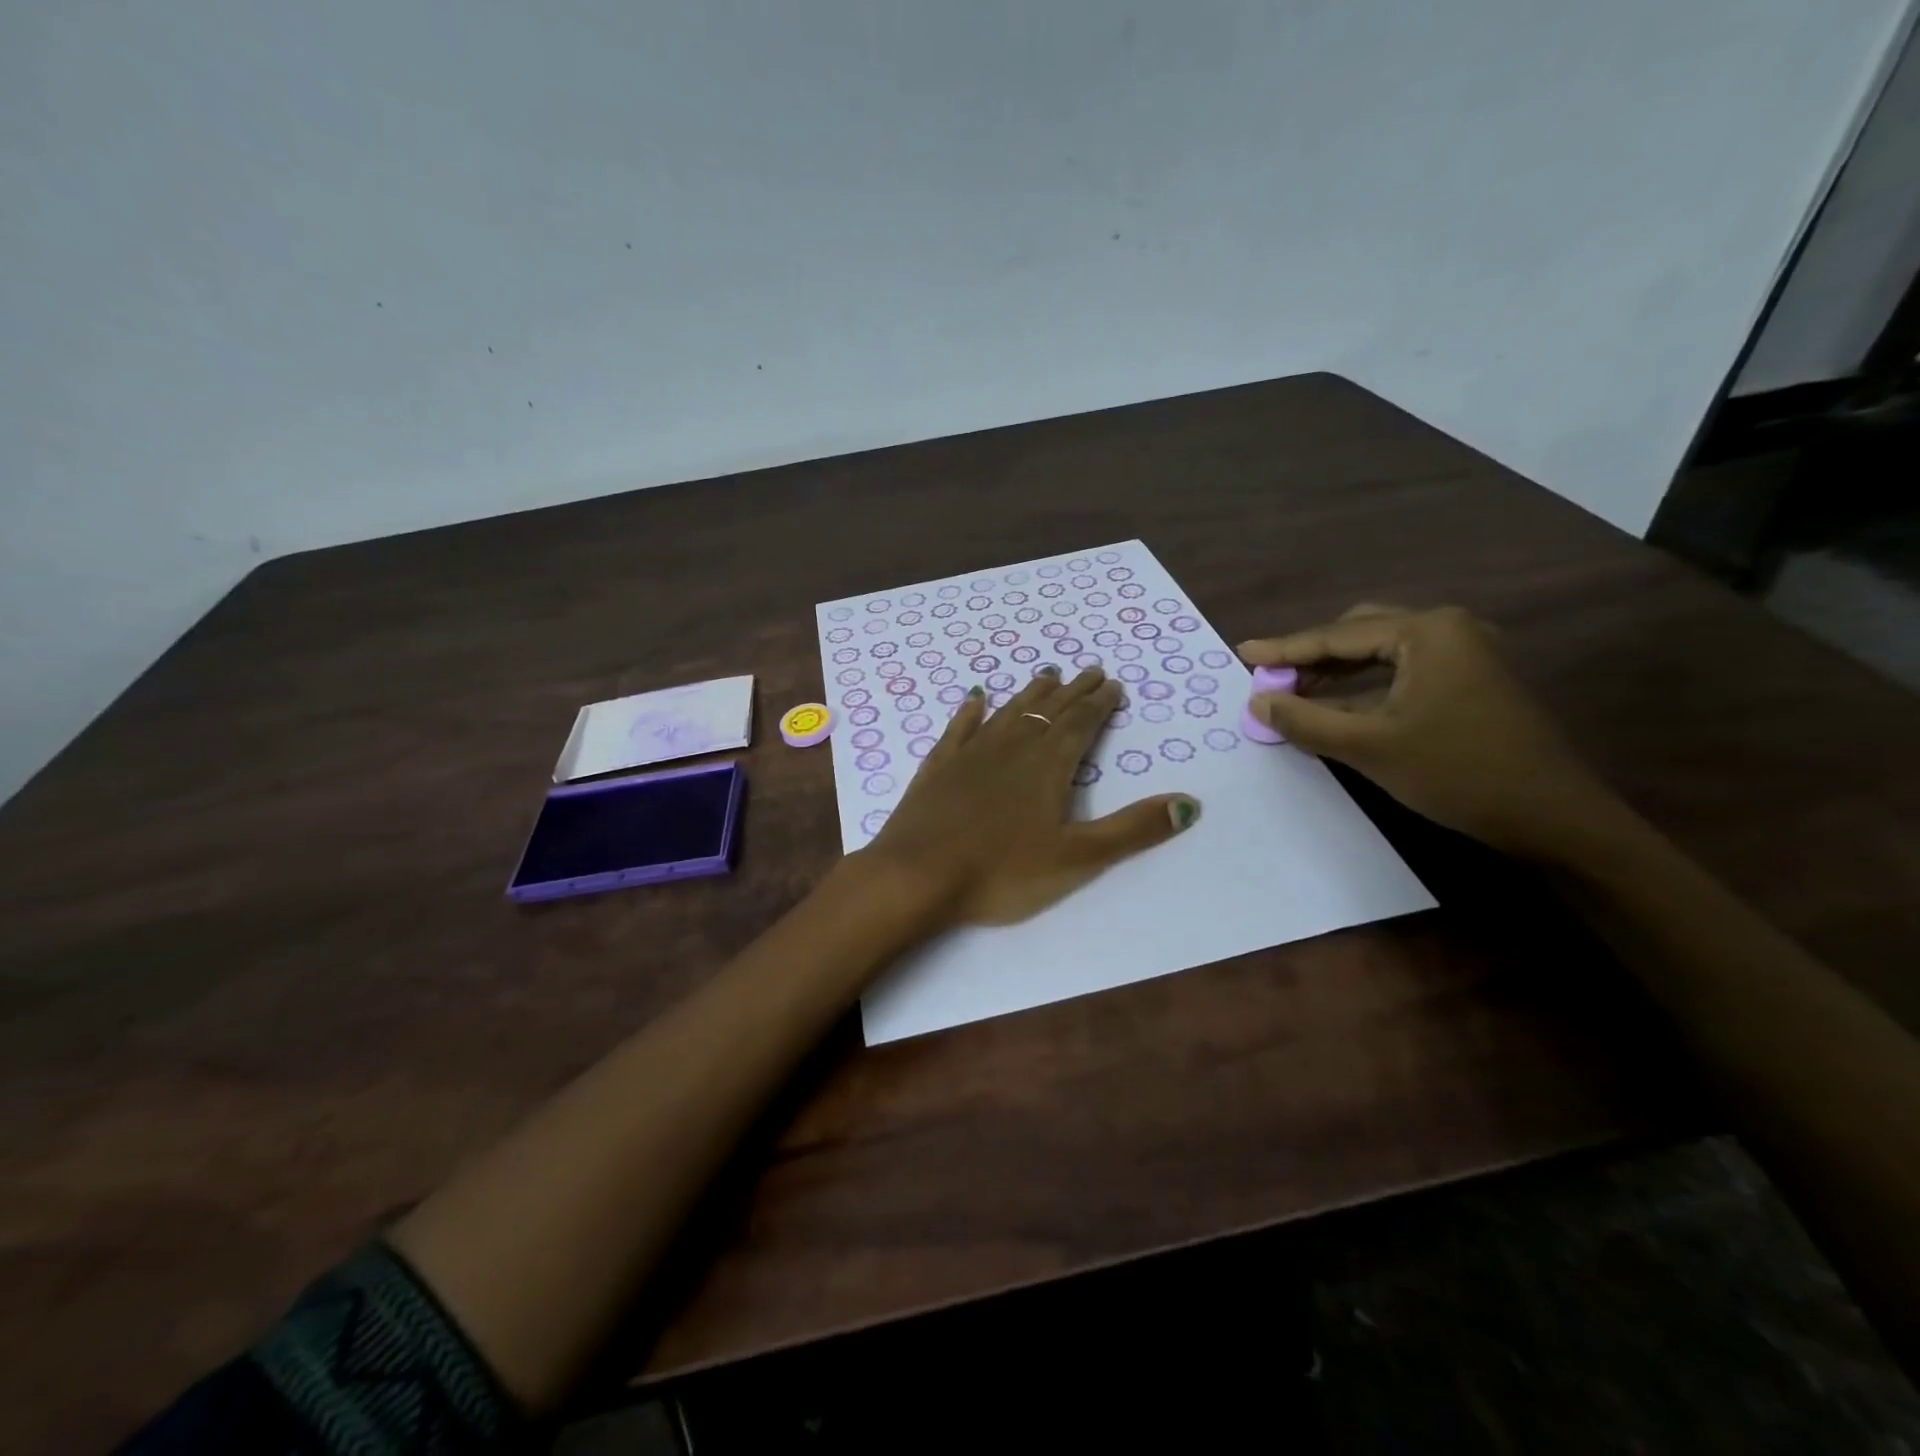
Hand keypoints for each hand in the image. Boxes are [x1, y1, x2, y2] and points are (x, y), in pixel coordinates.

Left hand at [860, 668, 1199, 925]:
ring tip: (1047, 673)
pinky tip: (975, 698)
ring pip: (1008, 712)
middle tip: (1090, 670)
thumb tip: (1190, 803)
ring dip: (1030, 693)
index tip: (1113, 684)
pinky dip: (971, 712)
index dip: (1100, 704)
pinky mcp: (938, 767)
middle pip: (1048, 711)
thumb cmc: (1001, 872)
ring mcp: (970, 754)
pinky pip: (959, 729)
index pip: (1081, 724)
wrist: (917, 876)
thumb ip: (1133, 830)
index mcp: (1048, 766)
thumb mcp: (1077, 858)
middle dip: (1073, 691)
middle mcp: (1012, 748)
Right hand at [1240, 604, 1621, 861]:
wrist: (1553, 816)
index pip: (1338, 636)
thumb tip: (1257, 702)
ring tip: (1296, 692)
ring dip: (1338, 672)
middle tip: (1272, 677)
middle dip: (1313, 655)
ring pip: (1383, 653)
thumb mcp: (1369, 747)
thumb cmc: (1457, 772)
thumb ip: (1306, 720)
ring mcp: (1467, 653)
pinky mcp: (1474, 680)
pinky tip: (1340, 707)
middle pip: (1362, 633)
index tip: (1243, 652)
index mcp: (1427, 632)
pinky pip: (1405, 671)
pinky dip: (1367, 686)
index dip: (1285, 648)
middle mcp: (1448, 629)